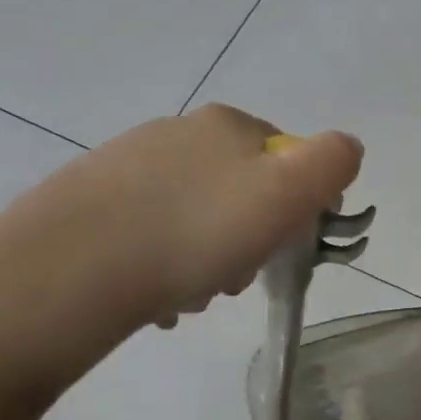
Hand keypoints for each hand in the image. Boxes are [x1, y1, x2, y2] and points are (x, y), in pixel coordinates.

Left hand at [15, 104, 363, 331]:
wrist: (73, 268)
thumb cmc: (199, 230)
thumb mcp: (288, 192)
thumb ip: (332, 162)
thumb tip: (347, 148)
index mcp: (227, 125)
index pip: (287, 159)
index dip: (295, 206)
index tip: (281, 245)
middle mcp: (176, 132)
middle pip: (241, 191)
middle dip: (250, 238)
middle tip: (237, 276)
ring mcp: (126, 164)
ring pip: (196, 216)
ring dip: (209, 257)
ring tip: (192, 292)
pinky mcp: (89, 202)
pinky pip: (151, 234)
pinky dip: (164, 264)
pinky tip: (157, 294)